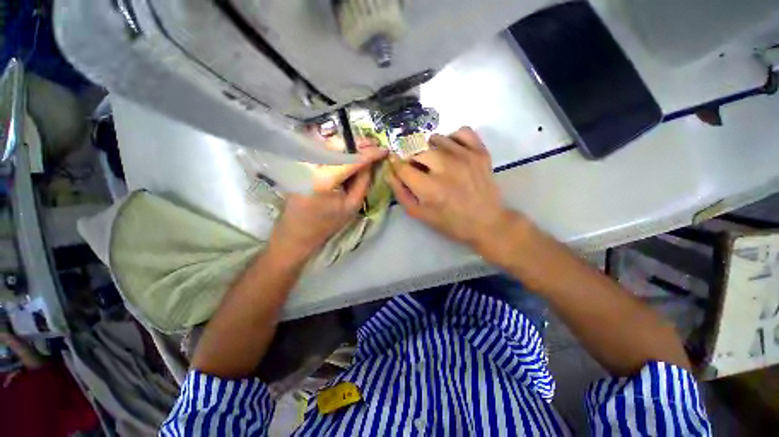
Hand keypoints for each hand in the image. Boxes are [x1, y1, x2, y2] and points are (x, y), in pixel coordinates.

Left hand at [268, 147, 386, 264]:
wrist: (298, 231)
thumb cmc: (327, 223)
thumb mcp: (352, 206)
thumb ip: (364, 181)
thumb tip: (371, 162)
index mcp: (324, 180)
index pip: (351, 160)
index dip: (369, 153)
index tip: (384, 149)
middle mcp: (310, 166)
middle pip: (338, 146)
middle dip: (358, 144)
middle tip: (374, 144)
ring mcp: (302, 163)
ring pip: (329, 145)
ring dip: (348, 145)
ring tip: (365, 148)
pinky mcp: (300, 165)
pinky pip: (322, 151)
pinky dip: (338, 150)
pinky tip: (349, 154)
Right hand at [386, 127, 514, 247]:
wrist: (486, 223)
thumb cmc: (450, 222)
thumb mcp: (419, 214)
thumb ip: (401, 193)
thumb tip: (390, 172)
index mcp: (429, 188)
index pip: (402, 167)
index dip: (396, 165)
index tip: (397, 165)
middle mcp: (446, 167)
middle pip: (417, 150)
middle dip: (412, 160)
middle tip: (419, 170)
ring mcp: (465, 156)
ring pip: (436, 139)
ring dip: (430, 149)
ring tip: (435, 162)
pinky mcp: (480, 152)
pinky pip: (461, 131)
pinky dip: (452, 138)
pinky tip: (451, 151)